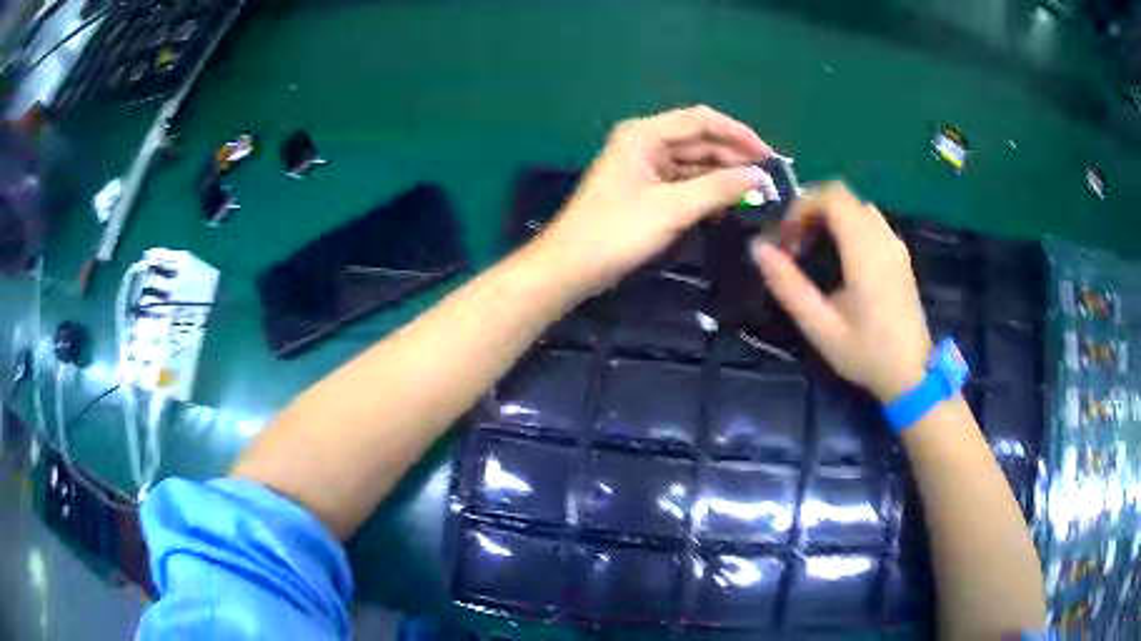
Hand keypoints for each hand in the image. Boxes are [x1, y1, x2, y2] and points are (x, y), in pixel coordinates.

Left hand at [536, 105, 770, 296]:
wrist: (570, 267)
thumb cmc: (617, 233)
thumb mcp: (672, 208)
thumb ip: (719, 188)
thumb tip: (760, 176)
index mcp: (644, 134)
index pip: (701, 120)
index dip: (738, 134)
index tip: (769, 155)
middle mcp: (644, 142)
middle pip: (699, 140)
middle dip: (734, 157)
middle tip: (770, 179)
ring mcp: (644, 166)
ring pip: (694, 163)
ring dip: (723, 176)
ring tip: (757, 193)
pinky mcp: (645, 190)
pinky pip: (684, 182)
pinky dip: (706, 191)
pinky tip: (729, 204)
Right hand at [752, 183, 931, 402]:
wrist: (913, 374)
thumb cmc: (866, 354)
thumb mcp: (821, 327)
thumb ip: (788, 286)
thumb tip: (758, 249)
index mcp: (866, 252)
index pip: (832, 197)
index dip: (801, 207)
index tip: (786, 239)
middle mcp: (884, 238)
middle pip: (843, 196)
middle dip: (811, 210)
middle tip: (795, 244)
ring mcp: (895, 244)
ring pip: (857, 206)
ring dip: (830, 217)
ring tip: (813, 250)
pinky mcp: (900, 254)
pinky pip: (869, 221)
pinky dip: (847, 226)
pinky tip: (839, 258)